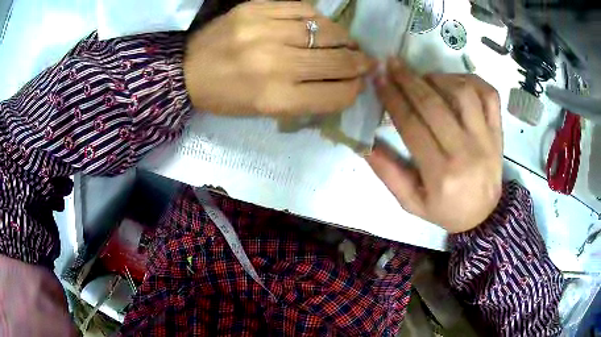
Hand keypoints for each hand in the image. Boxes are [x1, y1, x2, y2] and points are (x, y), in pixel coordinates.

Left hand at [183, 1, 372, 114]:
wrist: (186, 70)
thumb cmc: (226, 97)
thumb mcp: (265, 111)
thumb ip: (307, 99)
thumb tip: (344, 83)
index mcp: (276, 99)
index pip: (336, 94)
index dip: (354, 90)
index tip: (359, 84)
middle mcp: (275, 64)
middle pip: (337, 62)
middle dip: (358, 63)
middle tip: (364, 61)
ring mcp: (264, 31)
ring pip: (327, 31)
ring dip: (345, 39)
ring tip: (347, 43)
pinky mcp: (256, 9)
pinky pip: (304, 9)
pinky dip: (319, 19)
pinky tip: (321, 26)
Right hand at [368, 59, 502, 232]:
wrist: (484, 216)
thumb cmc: (446, 210)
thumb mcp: (412, 203)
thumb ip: (389, 174)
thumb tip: (365, 144)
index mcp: (440, 174)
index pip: (412, 125)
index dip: (392, 98)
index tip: (378, 79)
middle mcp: (466, 152)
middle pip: (434, 104)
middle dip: (408, 79)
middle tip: (392, 64)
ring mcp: (487, 139)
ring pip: (463, 93)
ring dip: (439, 78)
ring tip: (424, 77)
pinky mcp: (498, 132)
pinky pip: (490, 95)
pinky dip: (472, 80)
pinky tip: (455, 81)